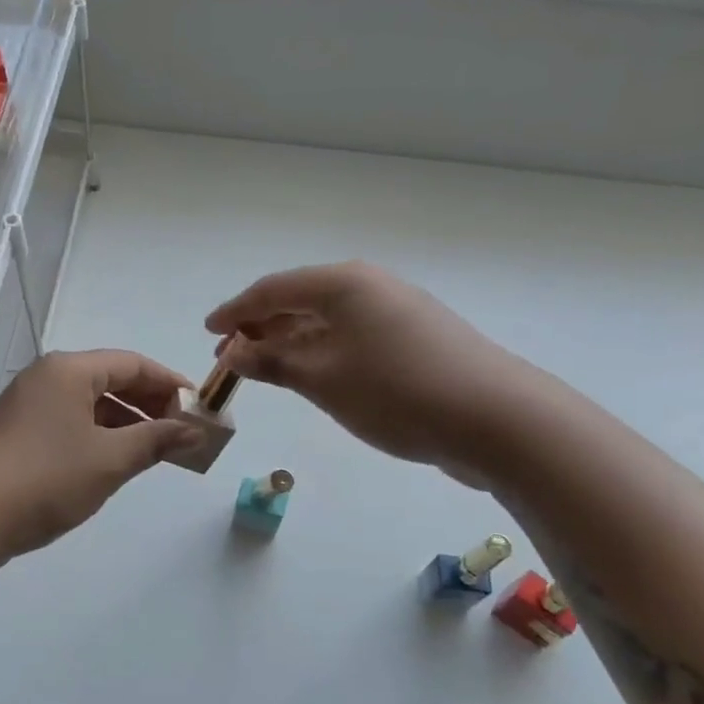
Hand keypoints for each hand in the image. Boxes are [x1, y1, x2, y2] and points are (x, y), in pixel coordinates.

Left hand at [0, 350, 196, 564]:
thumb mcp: (109, 460)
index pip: (132, 363)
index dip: (170, 383)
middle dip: (149, 405)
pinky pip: (69, 423)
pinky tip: (114, 462)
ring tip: (155, 451)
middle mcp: (46, 378)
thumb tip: (194, 431)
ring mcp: (27, 405)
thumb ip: (155, 440)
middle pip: (110, 380)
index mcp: (68, 371)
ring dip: (125, 423)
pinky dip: (98, 437)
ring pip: (89, 405)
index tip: (199, 407)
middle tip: (181, 432)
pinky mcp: (17, 433)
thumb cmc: (46, 478)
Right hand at [205, 262, 533, 484]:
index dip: (235, 311)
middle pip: (300, 301)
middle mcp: (370, 287)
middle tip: (230, 358)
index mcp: (343, 284)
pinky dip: (322, 352)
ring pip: (327, 321)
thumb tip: (232, 352)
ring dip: (291, 342)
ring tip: (263, 369)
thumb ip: (272, 362)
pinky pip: (352, 337)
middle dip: (261, 328)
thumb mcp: (323, 379)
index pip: (273, 290)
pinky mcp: (415, 339)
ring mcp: (397, 312)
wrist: (496, 419)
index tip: (207, 332)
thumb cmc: (396, 391)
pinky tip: (313, 375)